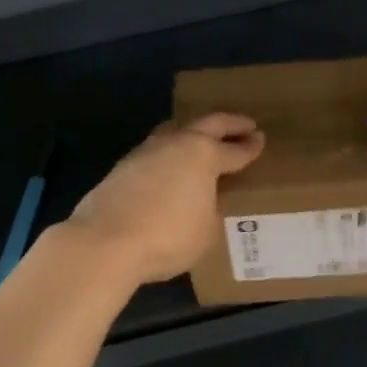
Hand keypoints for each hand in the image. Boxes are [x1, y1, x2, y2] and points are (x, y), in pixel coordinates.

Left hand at [63, 113, 265, 284]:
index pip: (234, 150)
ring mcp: (145, 151)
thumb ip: (210, 211)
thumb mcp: (206, 232)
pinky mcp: (122, 166)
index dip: (250, 147)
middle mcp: (176, 144)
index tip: (260, 140)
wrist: (105, 241)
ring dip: (193, 132)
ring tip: (202, 138)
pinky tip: (170, 165)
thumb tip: (201, 204)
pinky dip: (169, 152)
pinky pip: (155, 150)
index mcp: (203, 155)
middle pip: (207, 124)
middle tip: (245, 125)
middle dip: (229, 124)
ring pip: (175, 130)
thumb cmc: (167, 237)